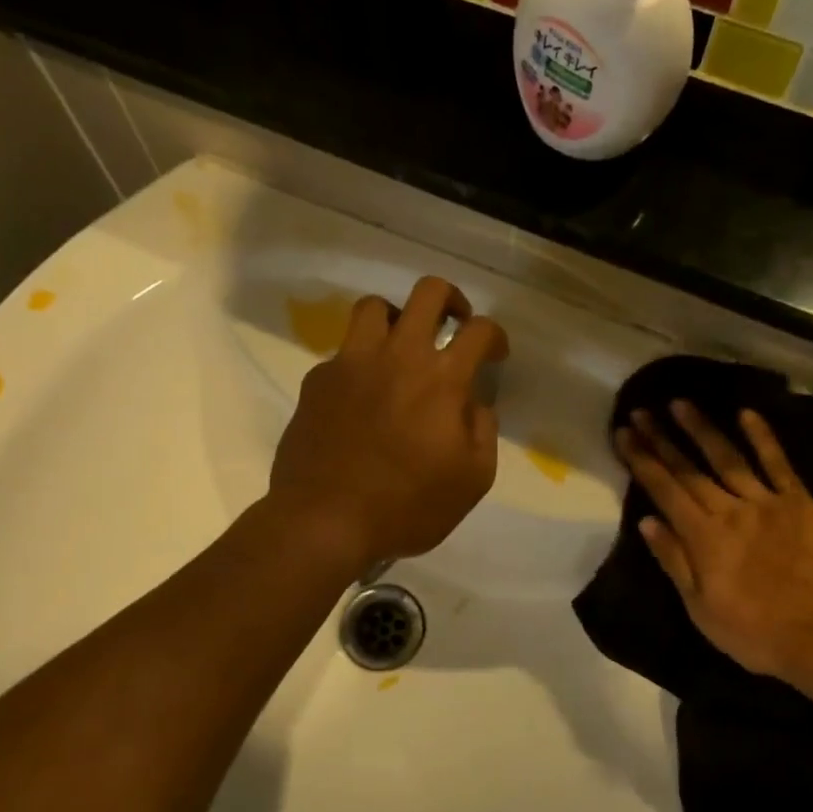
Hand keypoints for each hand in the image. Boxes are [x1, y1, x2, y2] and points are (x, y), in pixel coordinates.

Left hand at [268, 277, 506, 573]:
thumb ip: (482, 432)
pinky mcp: (317, 379)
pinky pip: (343, 352)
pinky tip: (362, 395)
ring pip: (374, 307)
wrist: (324, 520)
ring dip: (397, 318)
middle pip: (428, 292)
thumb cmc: (407, 507)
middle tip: (454, 325)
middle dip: (451, 300)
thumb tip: (474, 404)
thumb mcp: (471, 481)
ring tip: (402, 347)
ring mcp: (351, 363)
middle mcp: (397, 356)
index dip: (494, 336)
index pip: (479, 330)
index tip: (494, 355)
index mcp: (441, 379)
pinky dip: (360, 362)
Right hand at [614, 401, 812, 695]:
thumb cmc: (756, 632)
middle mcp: (730, 510)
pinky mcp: (801, 503)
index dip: (641, 459)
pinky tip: (747, 414)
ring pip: (728, 458)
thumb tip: (647, 521)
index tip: (624, 433)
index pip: (664, 490)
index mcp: (703, 537)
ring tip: (681, 403)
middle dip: (662, 439)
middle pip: (689, 469)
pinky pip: (779, 464)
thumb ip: (674, 560)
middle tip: (642, 411)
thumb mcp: (700, 608)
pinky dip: (763, 438)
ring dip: (702, 429)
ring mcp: (767, 503)